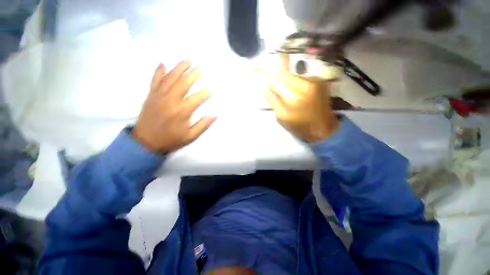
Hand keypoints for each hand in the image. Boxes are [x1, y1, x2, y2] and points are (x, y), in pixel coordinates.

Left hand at [132, 60, 215, 153]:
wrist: (145, 142)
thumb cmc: (171, 139)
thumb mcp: (190, 137)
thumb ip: (203, 125)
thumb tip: (214, 115)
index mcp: (182, 111)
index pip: (197, 98)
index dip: (206, 93)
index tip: (212, 89)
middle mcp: (171, 100)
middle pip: (184, 82)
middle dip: (194, 74)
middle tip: (201, 67)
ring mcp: (159, 95)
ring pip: (170, 78)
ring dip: (179, 68)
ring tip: (187, 60)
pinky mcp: (150, 95)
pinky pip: (154, 80)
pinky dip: (158, 71)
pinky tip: (163, 64)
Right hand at [260, 54, 339, 142]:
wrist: (324, 128)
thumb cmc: (300, 125)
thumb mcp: (282, 116)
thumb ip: (272, 100)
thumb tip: (263, 87)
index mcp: (293, 96)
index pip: (276, 80)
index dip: (266, 74)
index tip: (256, 69)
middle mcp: (305, 84)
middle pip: (286, 73)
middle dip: (276, 73)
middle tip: (267, 71)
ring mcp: (315, 81)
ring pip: (294, 75)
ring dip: (287, 79)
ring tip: (286, 89)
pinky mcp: (320, 82)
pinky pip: (303, 78)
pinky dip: (296, 83)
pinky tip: (297, 91)